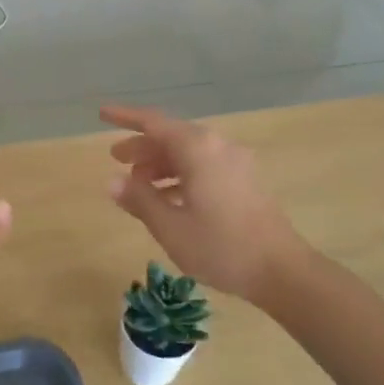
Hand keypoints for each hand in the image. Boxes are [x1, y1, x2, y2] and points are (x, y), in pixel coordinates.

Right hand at [102, 105, 302, 301]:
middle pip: (172, 136)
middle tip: (116, 158)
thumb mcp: (170, 226)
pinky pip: (204, 167)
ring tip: (138, 184)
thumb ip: (139, 199)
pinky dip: (181, 175)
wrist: (281, 271)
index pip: (154, 122)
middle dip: (142, 146)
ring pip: (189, 153)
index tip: (102, 114)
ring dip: (161, 163)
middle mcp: (218, 147)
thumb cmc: (220, 246)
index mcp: (198, 150)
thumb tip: (112, 182)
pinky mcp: (245, 182)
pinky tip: (168, 199)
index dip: (126, 117)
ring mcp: (235, 164)